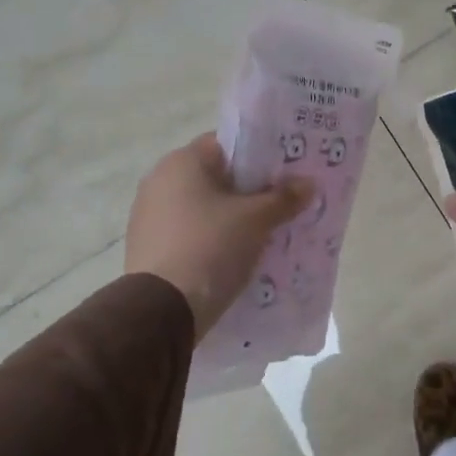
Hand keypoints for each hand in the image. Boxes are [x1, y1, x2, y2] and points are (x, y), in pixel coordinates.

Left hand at [125, 134, 310, 341]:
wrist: (161, 310)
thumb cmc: (211, 247)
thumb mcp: (256, 220)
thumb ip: (284, 198)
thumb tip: (308, 183)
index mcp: (182, 162)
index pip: (227, 145)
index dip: (259, 156)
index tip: (285, 174)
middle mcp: (159, 180)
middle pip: (216, 177)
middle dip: (248, 191)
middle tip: (281, 204)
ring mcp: (148, 215)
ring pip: (203, 208)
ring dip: (230, 218)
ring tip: (263, 234)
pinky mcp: (148, 247)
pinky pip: (189, 233)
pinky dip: (211, 240)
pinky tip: (234, 257)